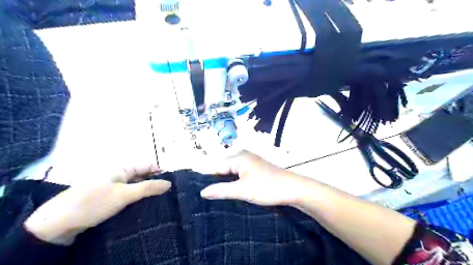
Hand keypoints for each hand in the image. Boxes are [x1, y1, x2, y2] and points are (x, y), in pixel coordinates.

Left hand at [24, 164, 170, 244]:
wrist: (58, 224)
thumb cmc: (94, 203)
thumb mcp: (124, 195)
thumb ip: (148, 188)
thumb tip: (169, 183)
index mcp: (121, 169)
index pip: (146, 165)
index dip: (159, 171)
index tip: (171, 182)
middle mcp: (117, 175)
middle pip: (141, 175)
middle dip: (154, 182)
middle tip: (167, 193)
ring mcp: (111, 187)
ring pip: (134, 186)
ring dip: (145, 192)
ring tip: (159, 200)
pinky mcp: (107, 198)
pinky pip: (126, 195)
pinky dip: (136, 199)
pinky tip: (142, 206)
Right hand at [199, 150, 304, 205]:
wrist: (294, 189)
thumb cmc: (268, 188)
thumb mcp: (243, 190)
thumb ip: (221, 190)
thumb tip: (202, 192)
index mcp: (238, 157)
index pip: (215, 166)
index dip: (205, 178)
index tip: (194, 189)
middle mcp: (242, 155)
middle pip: (222, 168)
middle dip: (214, 180)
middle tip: (203, 196)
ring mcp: (249, 161)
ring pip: (230, 171)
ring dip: (223, 182)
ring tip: (213, 195)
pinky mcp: (255, 168)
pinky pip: (238, 173)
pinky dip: (232, 181)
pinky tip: (228, 190)